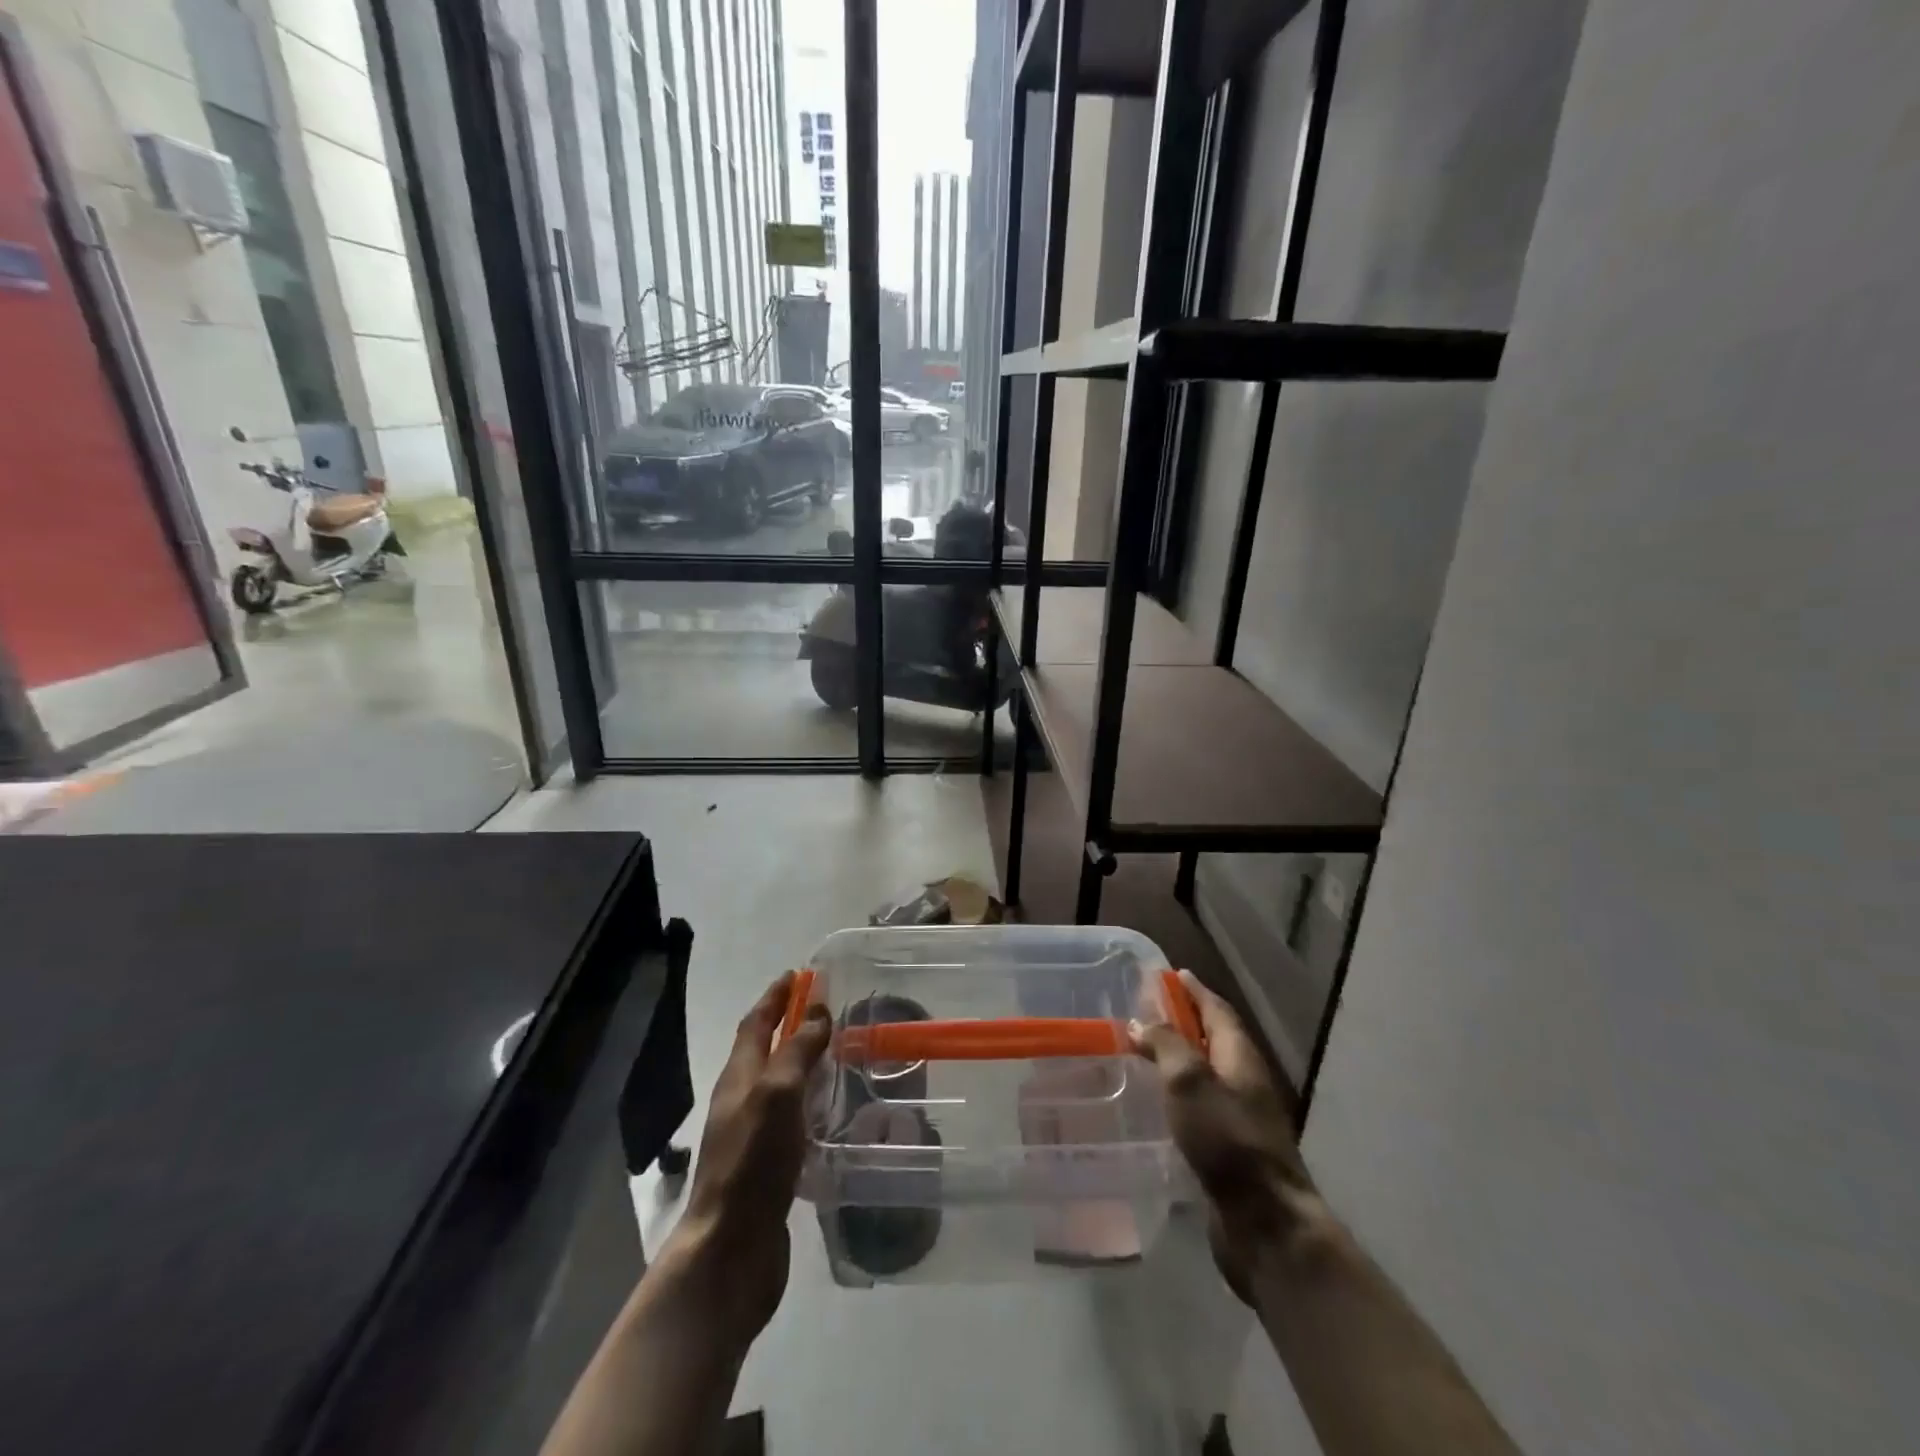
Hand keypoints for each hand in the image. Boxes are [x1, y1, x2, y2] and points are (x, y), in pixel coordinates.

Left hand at [666, 971, 831, 1340]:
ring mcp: (754, 1135)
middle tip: (826, 1010)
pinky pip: (793, 1120)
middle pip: (765, 1051)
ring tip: (839, 1054)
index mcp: (739, 1078)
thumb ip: (796, 1051)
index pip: (756, 1024)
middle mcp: (743, 1101)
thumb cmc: (753, 1161)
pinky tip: (834, 1113)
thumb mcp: (777, 1094)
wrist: (731, 1250)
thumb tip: (816, 1011)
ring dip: (803, 1064)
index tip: (797, 974)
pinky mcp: (770, 1166)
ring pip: (780, 1086)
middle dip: (790, 1026)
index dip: (775, 997)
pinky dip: (811, 1104)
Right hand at [1132, 970, 1318, 1297]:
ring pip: (1204, 1074)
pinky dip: (1177, 1094)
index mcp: (1240, 1057)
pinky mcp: (1228, 1150)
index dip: (1194, 991)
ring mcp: (1239, 1118)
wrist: (1265, 1223)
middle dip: (1183, 1021)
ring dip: (1178, 1058)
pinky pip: (1199, 1107)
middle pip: (1212, 1039)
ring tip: (1143, 1052)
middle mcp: (1243, 1081)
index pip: (1217, 1010)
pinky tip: (1155, 1104)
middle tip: (1147, 1010)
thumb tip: (1141, 1022)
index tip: (1172, 974)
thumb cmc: (1227, 1141)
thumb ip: (1165, 1045)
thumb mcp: (1190, 1081)